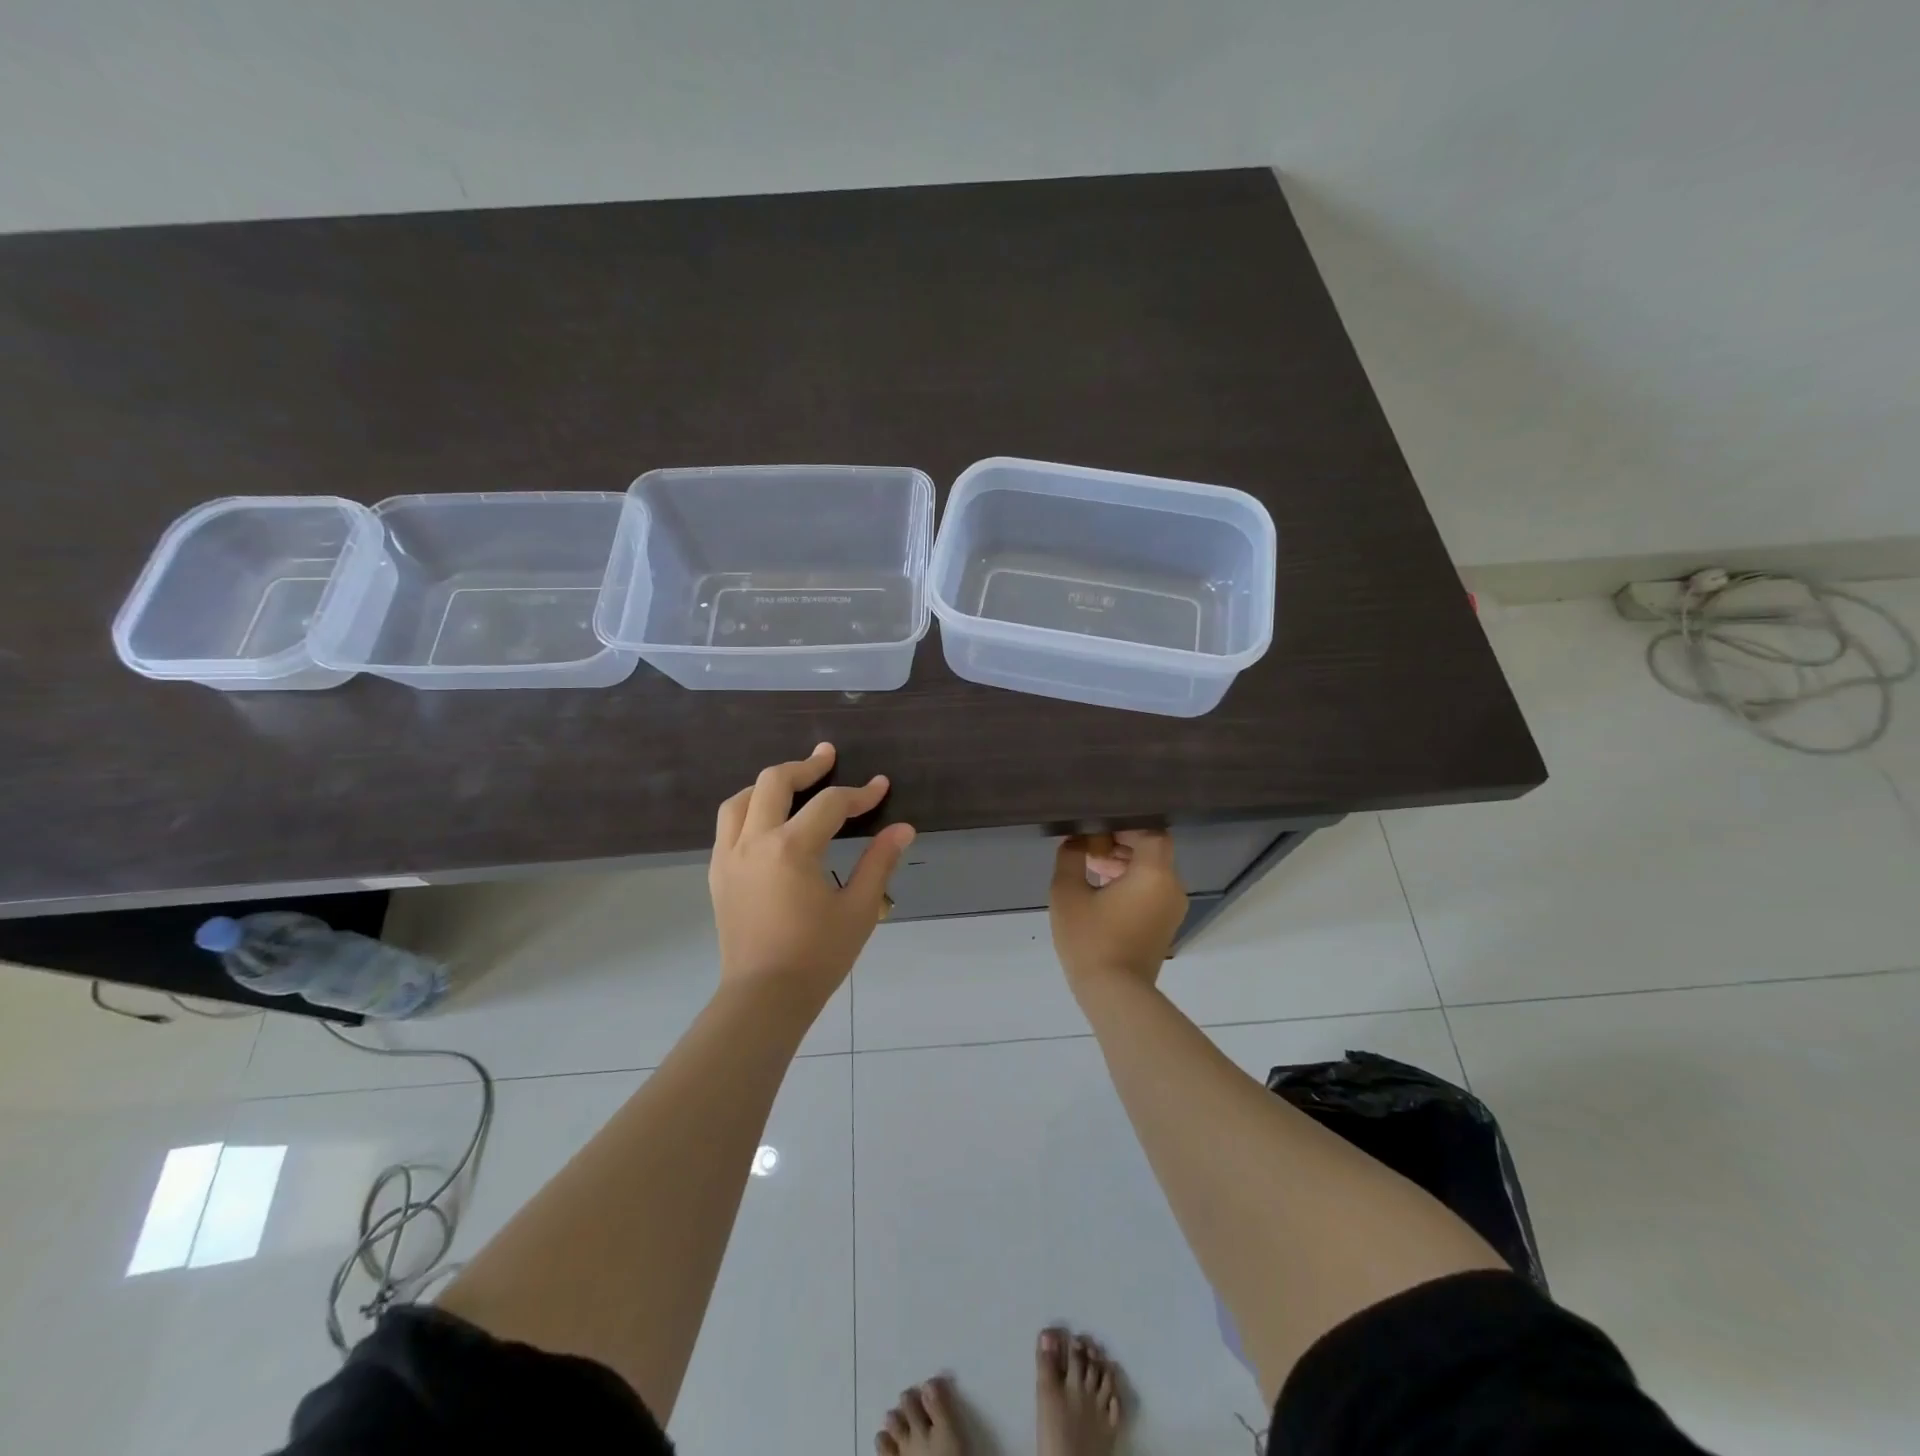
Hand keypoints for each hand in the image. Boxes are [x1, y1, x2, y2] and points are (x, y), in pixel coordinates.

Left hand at [710, 743, 914, 1010]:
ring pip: (740, 799)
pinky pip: (727, 825)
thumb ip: (879, 862)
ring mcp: (729, 856)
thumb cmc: (817, 956)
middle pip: (774, 782)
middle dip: (806, 766)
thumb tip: (903, 829)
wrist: (764, 998)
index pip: (830, 804)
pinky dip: (748, 809)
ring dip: (769, 784)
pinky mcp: (717, 874)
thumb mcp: (859, 909)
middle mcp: (754, 842)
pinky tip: (766, 821)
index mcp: (791, 849)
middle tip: (828, 757)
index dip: (860, 793)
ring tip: (794, 785)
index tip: (881, 787)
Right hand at [1049, 830, 1187, 989]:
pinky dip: (1131, 884)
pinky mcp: (1165, 925)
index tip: (1096, 831)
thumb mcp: (1067, 893)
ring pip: (1152, 871)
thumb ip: (1071, 857)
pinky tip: (1101, 893)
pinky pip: (1152, 891)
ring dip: (1124, 865)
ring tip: (1090, 870)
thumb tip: (1077, 842)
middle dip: (1120, 844)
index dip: (1124, 826)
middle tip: (1088, 849)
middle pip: (1152, 850)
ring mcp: (1172, 908)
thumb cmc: (1091, 940)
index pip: (1151, 831)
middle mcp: (1172, 886)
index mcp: (1155, 873)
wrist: (1115, 995)